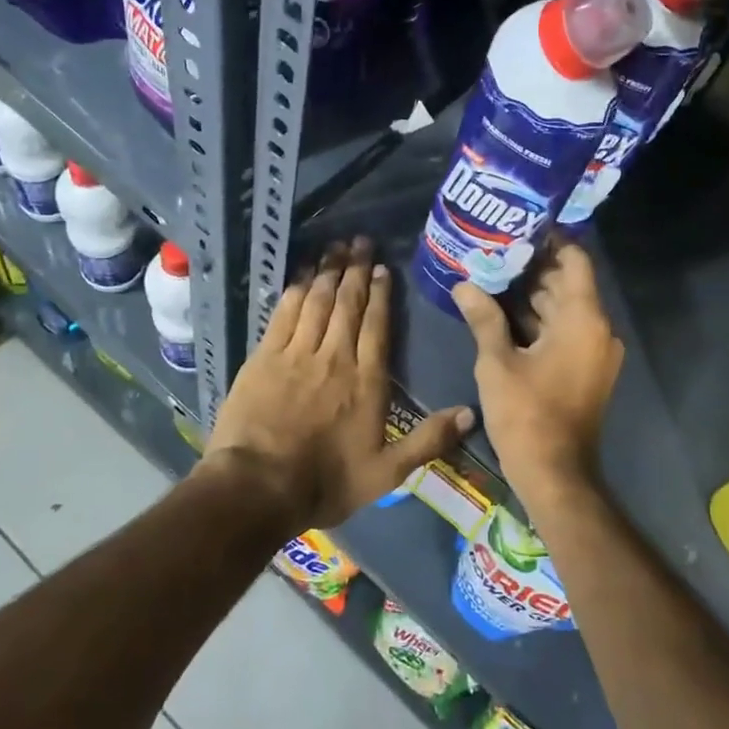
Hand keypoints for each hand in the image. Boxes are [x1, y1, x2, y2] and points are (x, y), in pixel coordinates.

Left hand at [207, 238, 474, 531]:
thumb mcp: (386, 473)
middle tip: (360, 242)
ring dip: (327, 272)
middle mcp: (334, 357)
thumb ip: (428, 440)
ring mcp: (296, 354)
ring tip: (335, 248)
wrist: (258, 487)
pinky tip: (301, 276)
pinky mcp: (264, 357)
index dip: (380, 294)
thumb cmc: (325, 482)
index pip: (377, 326)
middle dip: (355, 270)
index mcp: (366, 381)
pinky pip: (284, 313)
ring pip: (317, 301)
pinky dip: (295, 290)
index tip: (382, 269)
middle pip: (347, 304)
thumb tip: (470, 413)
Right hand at [453, 237, 623, 507]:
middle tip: (493, 249)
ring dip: (531, 294)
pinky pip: (563, 331)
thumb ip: (483, 317)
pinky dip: (537, 321)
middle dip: (531, 267)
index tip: (518, 226)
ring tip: (490, 274)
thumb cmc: (526, 414)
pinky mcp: (584, 369)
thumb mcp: (497, 362)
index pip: (575, 259)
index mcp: (583, 319)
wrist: (555, 474)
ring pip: (562, 308)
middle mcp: (597, 329)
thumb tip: (464, 284)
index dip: (550, 240)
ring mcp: (593, 351)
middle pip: (566, 283)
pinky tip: (500, 312)